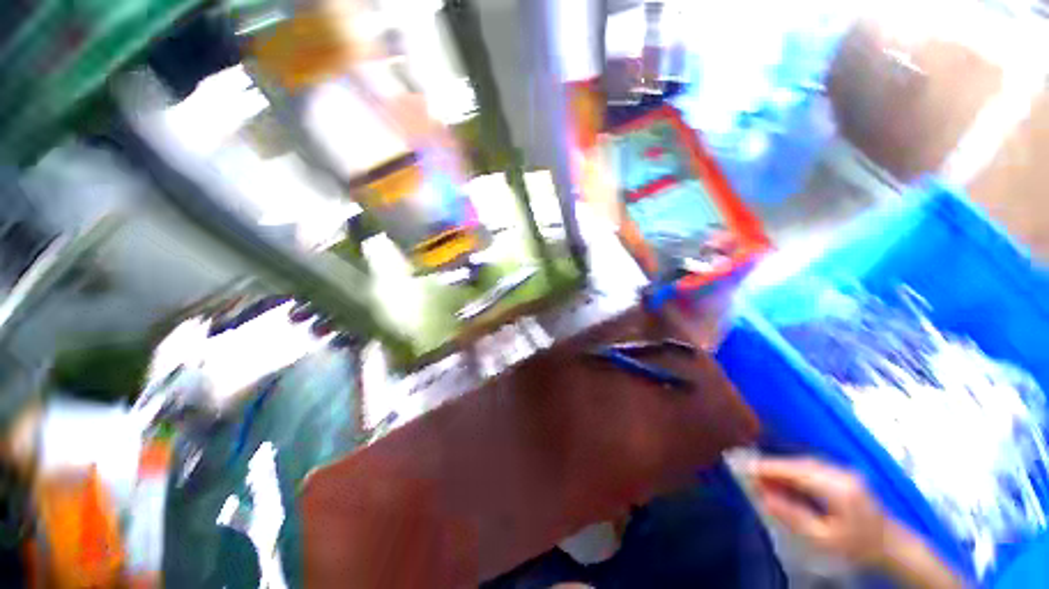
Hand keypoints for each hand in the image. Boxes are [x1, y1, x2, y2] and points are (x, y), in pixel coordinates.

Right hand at [751, 457, 891, 566]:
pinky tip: (785, 480)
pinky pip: (812, 468)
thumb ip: (793, 516)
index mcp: (837, 488)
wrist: (892, 547)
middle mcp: (840, 474)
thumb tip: (762, 497)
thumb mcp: (823, 539)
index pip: (795, 472)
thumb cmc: (857, 547)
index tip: (745, 467)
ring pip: (805, 464)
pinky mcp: (843, 475)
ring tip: (763, 476)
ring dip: (783, 468)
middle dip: (773, 467)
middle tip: (750, 472)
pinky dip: (794, 471)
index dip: (769, 468)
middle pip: (799, 464)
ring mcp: (844, 473)